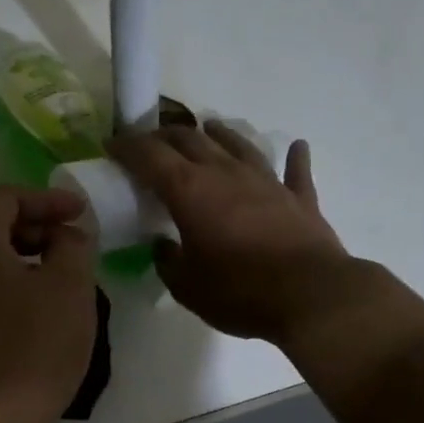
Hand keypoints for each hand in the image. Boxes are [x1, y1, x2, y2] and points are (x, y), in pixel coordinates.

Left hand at [0, 186, 99, 422]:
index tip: (81, 213)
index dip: (48, 200)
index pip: (5, 197)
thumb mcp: (70, 288)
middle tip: (71, 242)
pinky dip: (2, 282)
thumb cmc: (34, 348)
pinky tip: (30, 308)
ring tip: (56, 274)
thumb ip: (72, 245)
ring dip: (19, 256)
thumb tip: (64, 235)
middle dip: (34, 226)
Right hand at [106, 122, 368, 345]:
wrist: (311, 296)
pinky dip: (294, 158)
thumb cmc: (239, 292)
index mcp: (190, 191)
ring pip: (239, 145)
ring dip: (220, 134)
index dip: (127, 147)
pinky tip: (297, 146)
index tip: (112, 144)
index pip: (150, 156)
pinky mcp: (299, 198)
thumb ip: (168, 260)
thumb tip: (164, 245)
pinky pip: (296, 171)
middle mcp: (226, 174)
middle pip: (191, 140)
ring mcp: (267, 181)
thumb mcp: (186, 286)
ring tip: (209, 126)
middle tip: (151, 140)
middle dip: (166, 135)